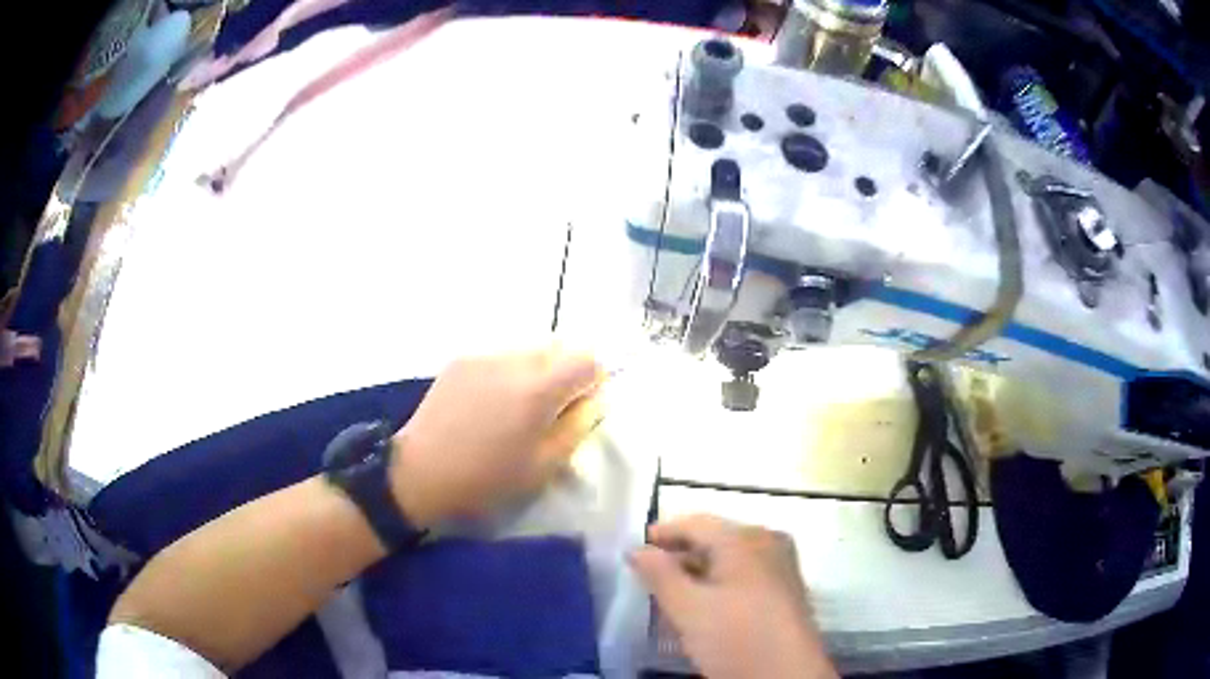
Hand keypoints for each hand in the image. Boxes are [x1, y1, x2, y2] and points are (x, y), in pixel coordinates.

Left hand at [389, 348, 604, 526]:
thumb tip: (593, 400)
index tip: (581, 405)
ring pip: (528, 350)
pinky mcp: (460, 361)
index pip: (586, 359)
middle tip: (552, 410)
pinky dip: (507, 372)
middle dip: (565, 374)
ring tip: (517, 407)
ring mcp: (482, 357)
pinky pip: (499, 356)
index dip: (592, 380)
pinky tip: (490, 403)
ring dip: (536, 371)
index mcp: (537, 389)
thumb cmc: (486, 479)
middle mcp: (512, 361)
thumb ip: (577, 427)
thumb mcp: (543, 466)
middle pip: (558, 348)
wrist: (419, 473)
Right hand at [630, 515, 836, 678]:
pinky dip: (721, 581)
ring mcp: (782, 564)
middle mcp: (768, 542)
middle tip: (649, 575)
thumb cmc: (735, 637)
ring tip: (672, 591)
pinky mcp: (787, 588)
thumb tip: (637, 549)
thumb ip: (659, 574)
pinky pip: (746, 572)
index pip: (695, 523)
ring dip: (699, 570)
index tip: (635, 551)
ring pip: (731, 557)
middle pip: (715, 538)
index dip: (662, 533)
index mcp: (745, 539)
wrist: (787, 676)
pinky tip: (706, 603)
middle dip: (680, 554)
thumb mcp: (688, 608)